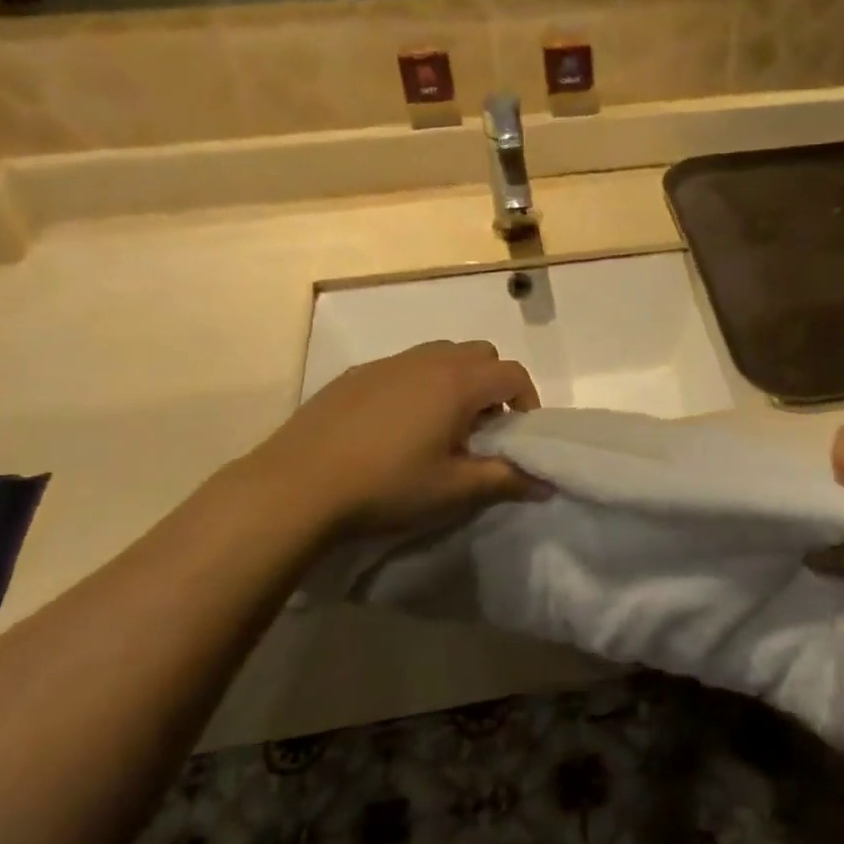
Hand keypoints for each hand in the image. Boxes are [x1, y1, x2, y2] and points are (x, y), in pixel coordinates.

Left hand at [249, 341, 539, 540]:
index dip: (527, 400)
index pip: (512, 373)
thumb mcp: (455, 490)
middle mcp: (427, 360)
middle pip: (479, 354)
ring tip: (442, 427)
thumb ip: (506, 479)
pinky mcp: (355, 375)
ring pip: (440, 355)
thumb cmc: (388, 486)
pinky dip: (419, 386)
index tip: (520, 434)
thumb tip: (546, 483)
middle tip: (483, 428)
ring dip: (456, 382)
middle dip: (493, 385)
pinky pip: (404, 367)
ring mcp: (387, 364)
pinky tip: (396, 428)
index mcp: (457, 382)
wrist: (296, 486)